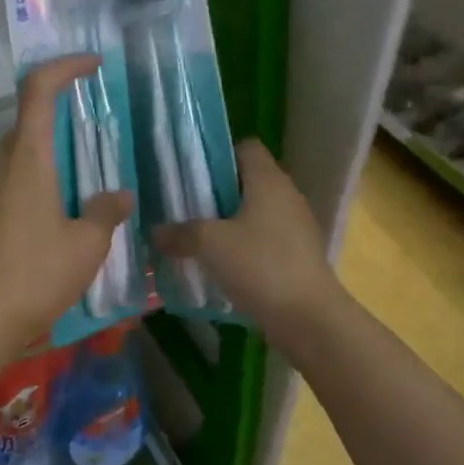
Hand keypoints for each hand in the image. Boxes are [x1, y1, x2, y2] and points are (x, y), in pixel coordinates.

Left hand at [0, 56, 132, 346]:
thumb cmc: (40, 274)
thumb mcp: (88, 243)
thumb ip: (106, 211)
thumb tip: (120, 196)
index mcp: (28, 160)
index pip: (39, 91)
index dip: (65, 67)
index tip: (94, 66)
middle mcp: (2, 165)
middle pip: (28, 120)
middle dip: (61, 113)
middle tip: (97, 129)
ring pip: (20, 152)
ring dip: (50, 150)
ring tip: (84, 175)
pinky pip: (12, 178)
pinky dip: (38, 177)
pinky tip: (60, 209)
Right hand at [154, 140, 337, 335]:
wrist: (308, 316)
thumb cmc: (260, 265)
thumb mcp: (211, 245)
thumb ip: (180, 233)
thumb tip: (155, 232)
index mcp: (268, 180)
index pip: (245, 147)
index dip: (218, 155)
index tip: (191, 174)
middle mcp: (286, 195)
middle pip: (247, 180)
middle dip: (215, 191)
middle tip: (184, 205)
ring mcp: (295, 225)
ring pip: (254, 210)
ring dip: (228, 220)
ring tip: (197, 235)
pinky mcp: (296, 252)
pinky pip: (263, 236)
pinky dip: (242, 243)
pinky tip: (221, 262)